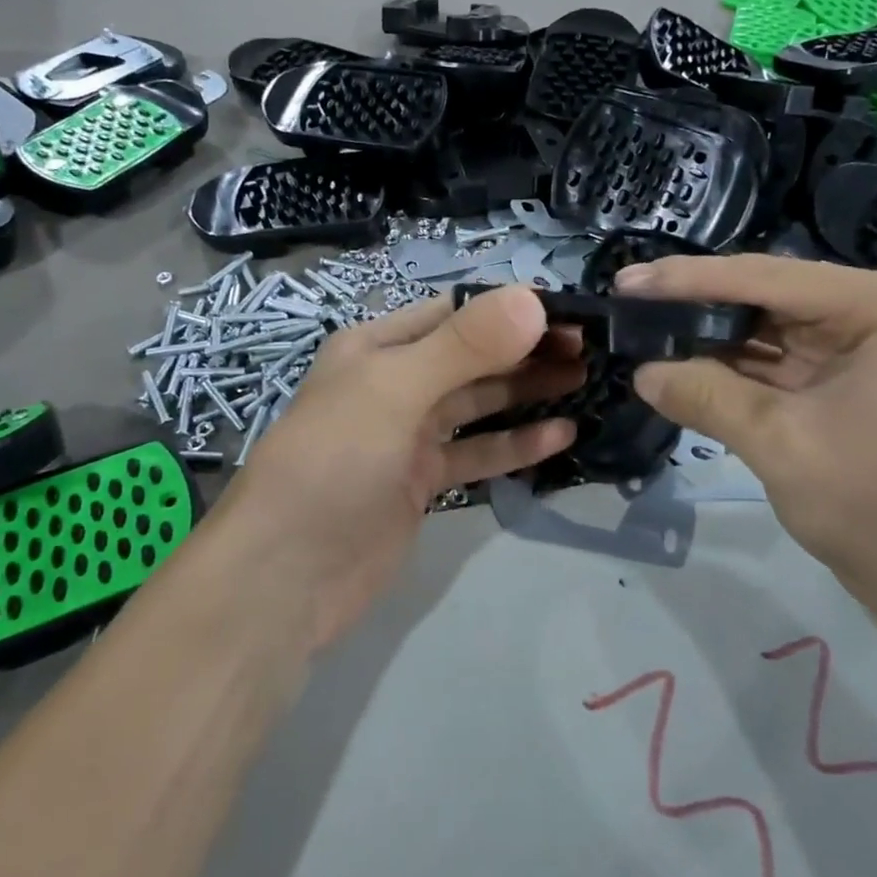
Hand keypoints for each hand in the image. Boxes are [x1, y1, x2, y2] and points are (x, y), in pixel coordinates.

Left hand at [216, 286, 581, 650]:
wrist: (285, 576)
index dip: (512, 309)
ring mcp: (408, 434)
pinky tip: (560, 436)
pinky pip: (476, 452)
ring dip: (527, 393)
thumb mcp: (394, 391)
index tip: (571, 314)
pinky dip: (515, 444)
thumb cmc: (332, 463)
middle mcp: (394, 382)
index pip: (456, 311)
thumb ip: (464, 347)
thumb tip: (533, 299)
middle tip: (590, 350)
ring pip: (479, 403)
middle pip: (473, 357)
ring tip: (585, 382)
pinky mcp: (422, 482)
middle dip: (527, 350)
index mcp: (377, 346)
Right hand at [616, 254, 876, 614]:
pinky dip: (722, 363)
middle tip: (625, 300)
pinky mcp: (831, 377)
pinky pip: (765, 358)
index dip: (689, 280)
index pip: (766, 278)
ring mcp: (850, 344)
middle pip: (761, 294)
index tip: (626, 282)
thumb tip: (641, 372)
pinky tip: (675, 360)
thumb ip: (707, 397)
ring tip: (638, 326)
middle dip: (693, 303)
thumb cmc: (875, 504)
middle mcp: (866, 310)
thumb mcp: (781, 443)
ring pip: (758, 324)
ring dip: (703, 332)